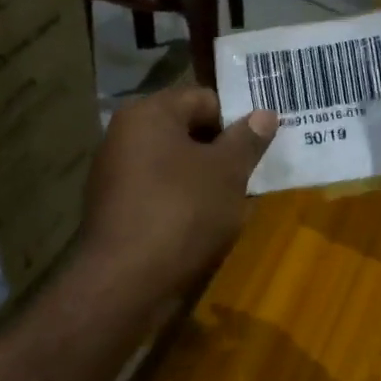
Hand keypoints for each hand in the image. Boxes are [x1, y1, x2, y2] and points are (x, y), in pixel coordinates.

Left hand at [81, 87, 278, 294]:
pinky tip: (203, 226)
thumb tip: (264, 113)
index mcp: (148, 114)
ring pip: (174, 166)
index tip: (261, 146)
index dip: (236, 119)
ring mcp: (115, 175)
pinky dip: (183, 203)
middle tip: (251, 175)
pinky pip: (159, 194)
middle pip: (186, 131)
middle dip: (221, 152)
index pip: (203, 98)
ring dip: (204, 181)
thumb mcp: (227, 172)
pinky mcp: (116, 210)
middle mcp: (124, 136)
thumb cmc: (183, 211)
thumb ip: (247, 139)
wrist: (127, 281)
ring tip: (232, 205)